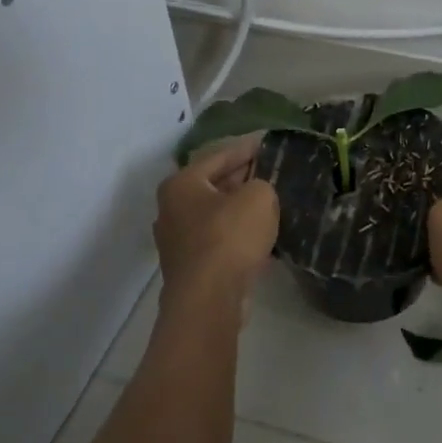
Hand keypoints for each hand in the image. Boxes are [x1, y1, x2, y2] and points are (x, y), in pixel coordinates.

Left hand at [154, 137, 279, 318]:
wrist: (209, 299)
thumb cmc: (229, 237)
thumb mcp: (259, 197)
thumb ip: (262, 184)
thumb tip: (256, 193)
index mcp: (181, 184)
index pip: (218, 156)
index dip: (246, 148)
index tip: (267, 143)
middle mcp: (171, 209)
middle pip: (213, 186)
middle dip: (242, 179)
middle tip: (271, 172)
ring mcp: (177, 241)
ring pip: (215, 215)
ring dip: (240, 210)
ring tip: (270, 204)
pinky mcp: (189, 268)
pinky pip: (218, 240)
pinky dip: (237, 235)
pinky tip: (260, 236)